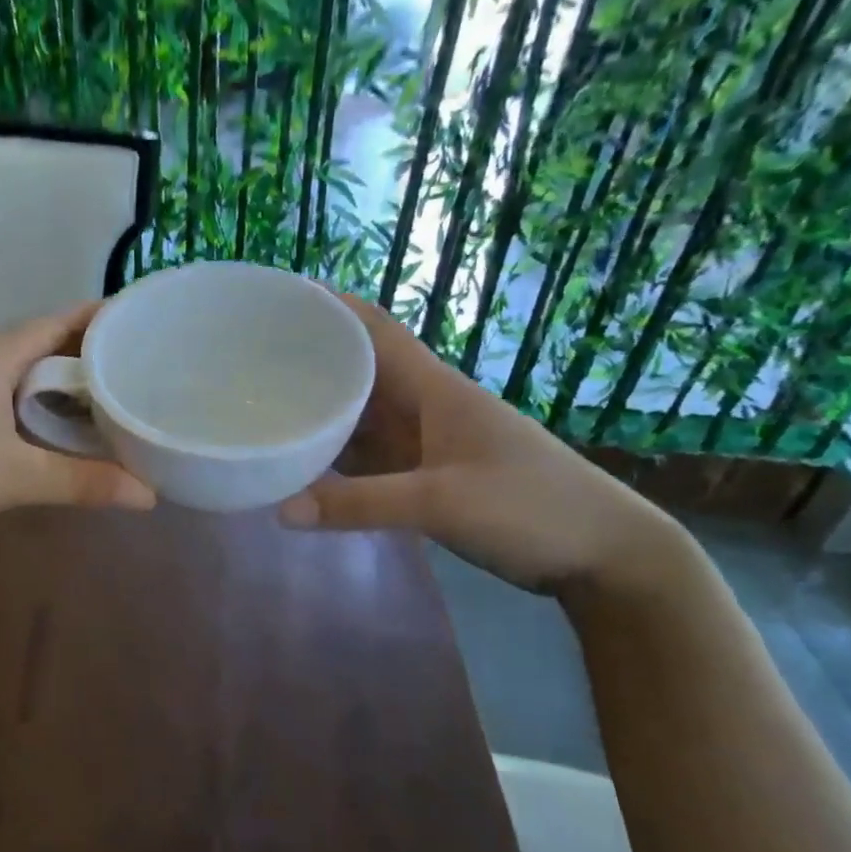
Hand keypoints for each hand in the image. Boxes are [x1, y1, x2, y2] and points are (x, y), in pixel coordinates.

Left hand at [0, 303, 156, 555]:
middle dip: (84, 353)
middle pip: (39, 344)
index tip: (137, 321)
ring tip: (104, 395)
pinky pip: (1, 396)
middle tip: (134, 365)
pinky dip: (33, 403)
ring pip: (18, 373)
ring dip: (56, 381)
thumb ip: (83, 482)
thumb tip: (149, 496)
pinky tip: (52, 428)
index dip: (96, 318)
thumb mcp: (17, 478)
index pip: (54, 323)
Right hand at [278, 292, 682, 595]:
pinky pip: (365, 451)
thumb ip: (360, 504)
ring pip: (359, 411)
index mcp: (433, 388)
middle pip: (357, 367)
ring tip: (260, 401)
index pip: (374, 329)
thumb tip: (280, 510)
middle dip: (309, 355)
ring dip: (318, 404)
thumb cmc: (531, 508)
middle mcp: (422, 405)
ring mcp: (422, 441)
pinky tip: (299, 456)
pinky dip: (332, 450)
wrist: (602, 553)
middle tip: (247, 357)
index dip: (330, 306)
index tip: (278, 298)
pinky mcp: (423, 474)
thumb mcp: (443, 502)